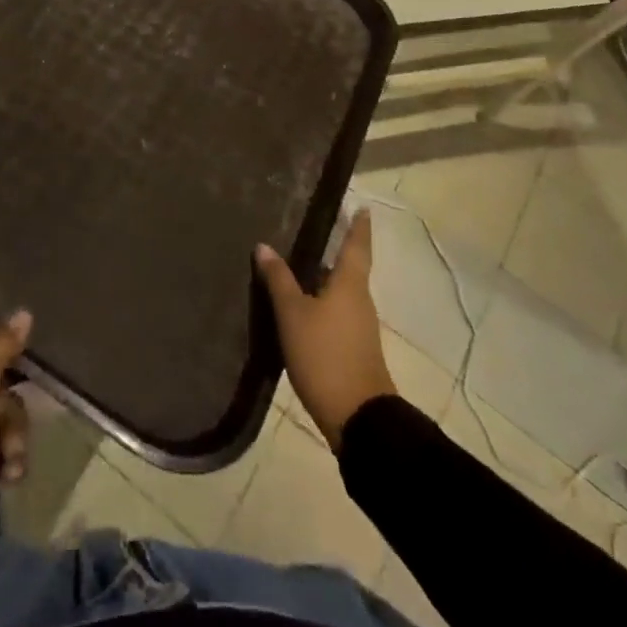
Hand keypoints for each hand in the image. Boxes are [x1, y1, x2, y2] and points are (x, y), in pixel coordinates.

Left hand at [0, 311, 31, 531]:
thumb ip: (2, 343)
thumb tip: (24, 311)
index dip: (13, 343)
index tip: (31, 359)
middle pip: (5, 379)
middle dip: (16, 411)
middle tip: (13, 435)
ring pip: (4, 415)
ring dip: (13, 442)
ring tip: (10, 468)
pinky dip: (3, 461)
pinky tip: (5, 478)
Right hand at [255, 210, 396, 449]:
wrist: (359, 419)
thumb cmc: (326, 355)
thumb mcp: (293, 314)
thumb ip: (279, 279)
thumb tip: (264, 245)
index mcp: (349, 284)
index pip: (356, 245)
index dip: (358, 226)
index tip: (362, 208)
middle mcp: (359, 300)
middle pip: (348, 268)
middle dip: (333, 250)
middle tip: (312, 230)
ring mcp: (359, 327)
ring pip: (340, 291)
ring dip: (324, 277)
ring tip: (298, 264)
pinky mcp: (354, 350)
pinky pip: (337, 313)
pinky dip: (322, 302)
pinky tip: (301, 306)